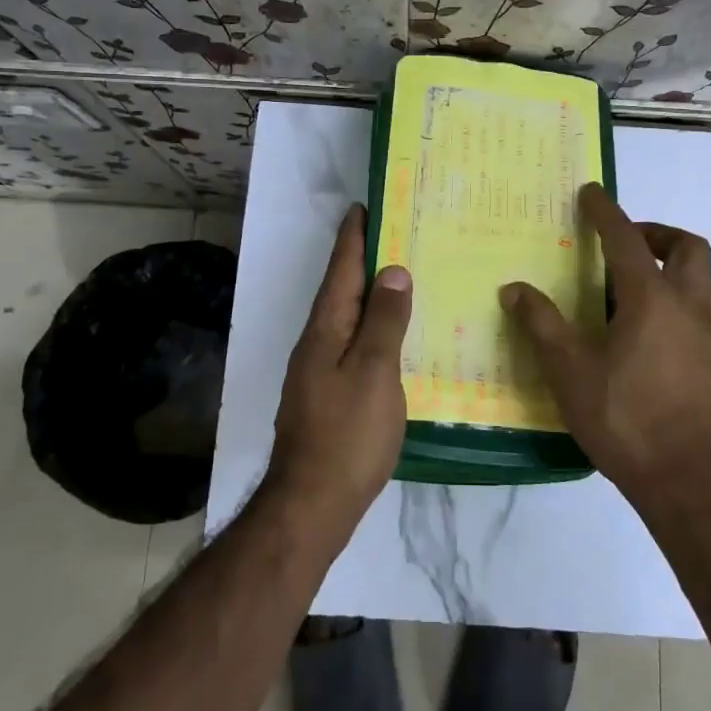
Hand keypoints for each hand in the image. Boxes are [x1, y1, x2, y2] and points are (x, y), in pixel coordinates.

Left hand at [267, 204, 412, 532]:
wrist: (312, 503)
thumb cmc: (347, 434)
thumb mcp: (374, 373)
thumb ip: (384, 322)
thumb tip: (392, 271)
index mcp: (326, 330)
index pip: (341, 271)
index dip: (352, 238)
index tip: (363, 206)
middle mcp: (317, 343)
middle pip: (341, 291)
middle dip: (361, 260)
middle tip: (392, 234)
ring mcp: (319, 370)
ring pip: (347, 318)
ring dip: (368, 293)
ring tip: (398, 277)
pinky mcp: (329, 394)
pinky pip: (352, 344)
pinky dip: (371, 327)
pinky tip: (391, 336)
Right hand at [500, 183, 710, 504]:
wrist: (683, 479)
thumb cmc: (623, 418)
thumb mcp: (569, 370)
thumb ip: (541, 324)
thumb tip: (513, 289)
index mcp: (650, 299)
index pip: (626, 240)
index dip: (606, 212)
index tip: (591, 192)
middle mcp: (685, 306)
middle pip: (688, 248)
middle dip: (657, 233)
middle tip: (626, 241)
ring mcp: (706, 335)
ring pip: (707, 279)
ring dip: (681, 265)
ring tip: (647, 277)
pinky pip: (708, 310)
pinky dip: (688, 298)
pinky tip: (660, 323)